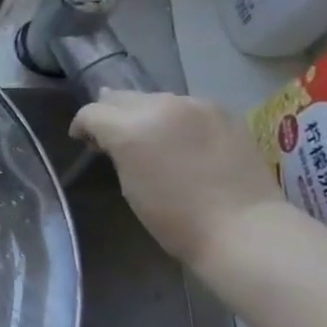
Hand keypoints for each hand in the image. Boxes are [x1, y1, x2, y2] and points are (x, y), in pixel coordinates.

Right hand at [70, 89, 283, 267]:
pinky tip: (183, 141)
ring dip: (145, 114)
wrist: (244, 229)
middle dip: (112, 115)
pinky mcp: (223, 111)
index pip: (92, 112)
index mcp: (130, 128)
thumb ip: (117, 150)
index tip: (84, 141)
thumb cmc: (175, 219)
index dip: (82, 126)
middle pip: (121, 97)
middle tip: (115, 139)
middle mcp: (160, 106)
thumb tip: (111, 133)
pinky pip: (186, 107)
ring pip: (155, 99)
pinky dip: (176, 119)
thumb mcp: (129, 184)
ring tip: (152, 139)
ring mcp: (195, 105)